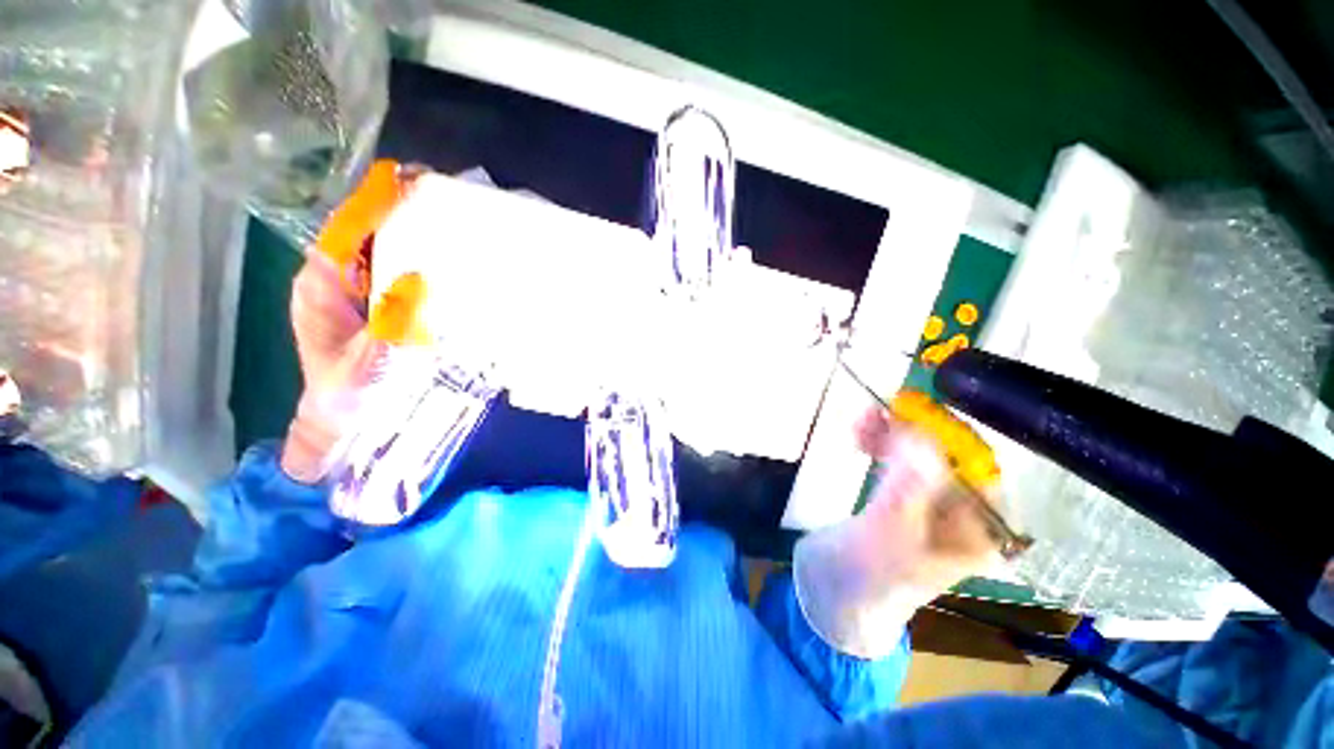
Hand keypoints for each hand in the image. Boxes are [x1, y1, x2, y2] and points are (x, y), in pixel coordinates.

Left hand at [280, 160, 425, 482]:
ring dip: (419, 235)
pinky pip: (402, 273)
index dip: (377, 200)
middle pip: (370, 231)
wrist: (344, 425)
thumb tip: (415, 279)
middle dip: (405, 212)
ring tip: (460, 224)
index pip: (348, 226)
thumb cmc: (347, 398)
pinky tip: (454, 263)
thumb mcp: (365, 364)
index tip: (415, 181)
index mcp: (321, 283)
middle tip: (451, 201)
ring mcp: (363, 293)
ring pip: (388, 250)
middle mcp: (339, 279)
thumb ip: (388, 325)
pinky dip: (426, 262)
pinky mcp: (384, 306)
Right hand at [853, 405, 998, 591]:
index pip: (976, 471)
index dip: (948, 438)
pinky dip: (881, 443)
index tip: (912, 416)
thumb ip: (909, 485)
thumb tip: (919, 434)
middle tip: (878, 412)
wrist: (837, 591)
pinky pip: (898, 459)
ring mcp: (931, 502)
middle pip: (945, 457)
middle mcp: (963, 514)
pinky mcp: (903, 494)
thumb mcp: (893, 533)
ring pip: (919, 454)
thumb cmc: (872, 573)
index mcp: (979, 531)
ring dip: (892, 433)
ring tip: (862, 419)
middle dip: (913, 432)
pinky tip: (862, 434)